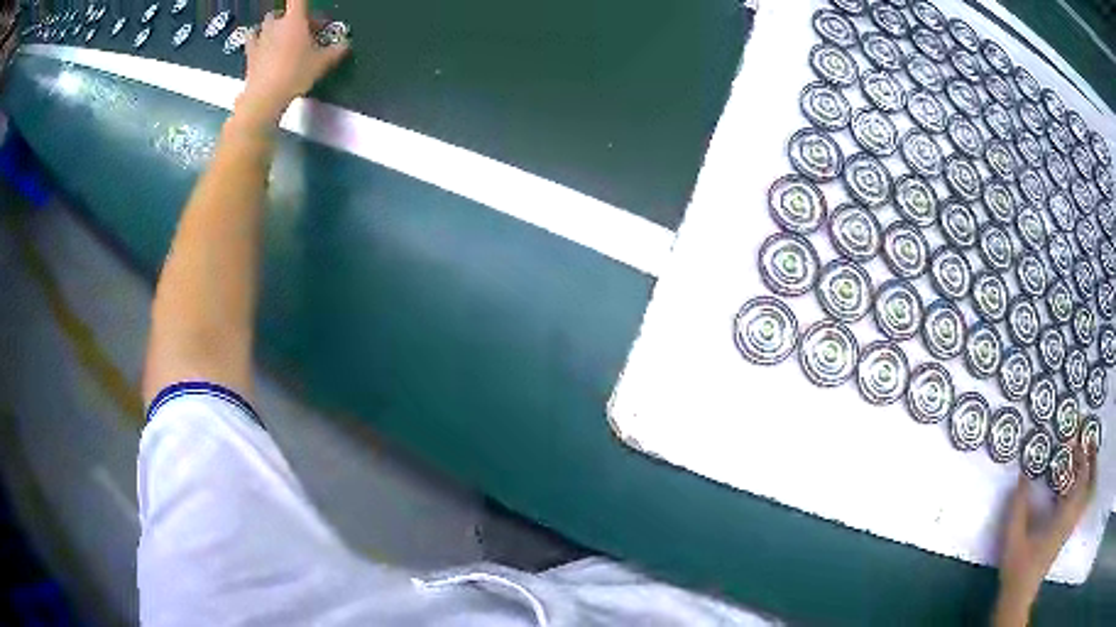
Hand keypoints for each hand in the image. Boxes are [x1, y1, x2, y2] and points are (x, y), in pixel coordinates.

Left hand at [239, 0, 349, 123]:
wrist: (264, 97)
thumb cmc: (295, 74)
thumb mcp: (322, 63)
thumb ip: (336, 51)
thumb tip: (345, 45)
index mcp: (295, 20)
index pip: (299, 0)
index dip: (303, 2)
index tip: (309, 8)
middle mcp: (276, 24)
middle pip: (286, 12)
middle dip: (296, 19)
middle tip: (305, 31)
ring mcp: (260, 37)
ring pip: (268, 22)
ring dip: (276, 26)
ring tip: (283, 37)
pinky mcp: (249, 53)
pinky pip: (253, 38)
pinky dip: (258, 38)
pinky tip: (262, 43)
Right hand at [994, 439, 1096, 625]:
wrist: (1018, 596)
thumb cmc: (1018, 567)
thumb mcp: (1014, 537)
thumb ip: (1018, 505)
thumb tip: (1022, 474)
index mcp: (1064, 516)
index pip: (1081, 477)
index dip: (1081, 454)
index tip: (1075, 437)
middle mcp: (1071, 517)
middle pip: (1087, 481)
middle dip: (1088, 458)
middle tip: (1081, 441)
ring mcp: (1069, 526)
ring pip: (1084, 492)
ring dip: (1084, 472)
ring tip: (1078, 458)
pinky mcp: (1065, 533)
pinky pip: (1078, 503)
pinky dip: (1079, 488)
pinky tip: (1069, 487)